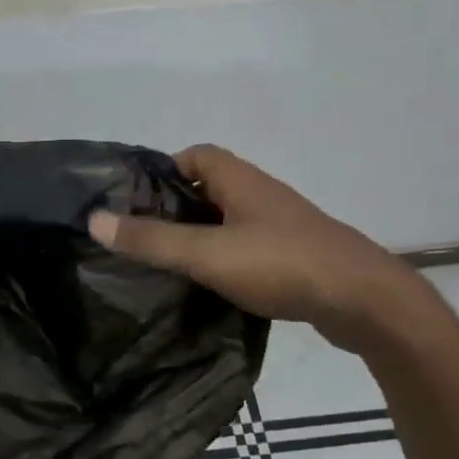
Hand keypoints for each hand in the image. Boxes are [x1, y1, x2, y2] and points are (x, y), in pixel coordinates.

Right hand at [88, 144, 430, 354]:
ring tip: (169, 264)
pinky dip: (226, 258)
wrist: (364, 302)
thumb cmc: (281, 264)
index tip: (136, 201)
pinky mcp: (295, 257)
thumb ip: (151, 239)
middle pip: (209, 188)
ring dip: (201, 235)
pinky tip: (212, 286)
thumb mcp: (206, 253)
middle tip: (143, 237)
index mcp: (240, 181)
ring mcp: (282, 226)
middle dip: (175, 207)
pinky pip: (249, 247)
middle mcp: (261, 195)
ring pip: (229, 220)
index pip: (196, 155)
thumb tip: (94, 219)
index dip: (163, 171)